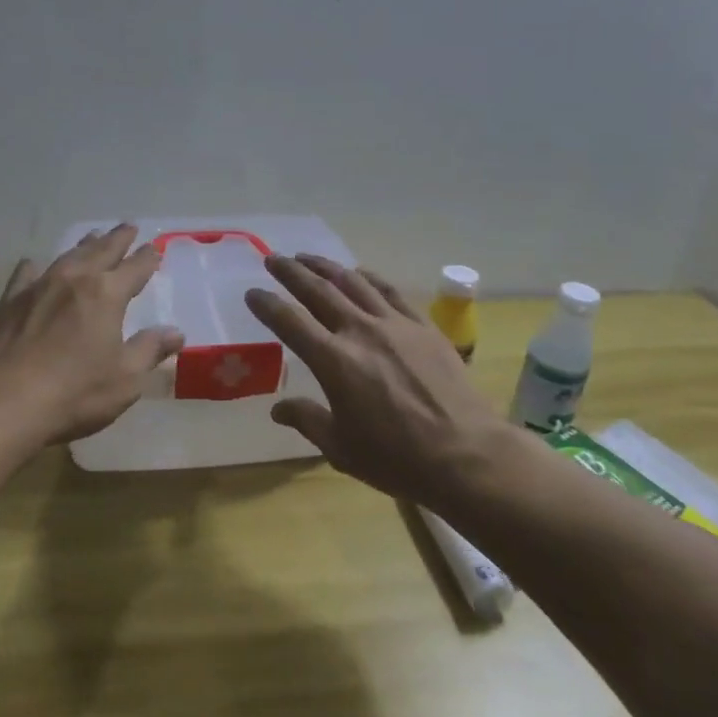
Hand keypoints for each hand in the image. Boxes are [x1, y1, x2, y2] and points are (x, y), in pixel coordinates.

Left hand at [0, 224, 184, 443]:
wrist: (0, 402)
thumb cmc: (73, 393)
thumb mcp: (125, 379)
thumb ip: (149, 350)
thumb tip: (175, 332)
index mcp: (106, 295)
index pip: (134, 269)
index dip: (147, 258)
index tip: (155, 248)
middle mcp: (73, 280)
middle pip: (101, 251)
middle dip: (117, 239)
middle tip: (128, 226)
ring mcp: (38, 288)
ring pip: (67, 256)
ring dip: (83, 245)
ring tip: (93, 236)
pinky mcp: (9, 302)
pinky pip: (26, 274)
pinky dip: (35, 267)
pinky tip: (34, 264)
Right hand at [246, 255, 514, 508]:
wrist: (465, 453)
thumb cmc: (396, 458)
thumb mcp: (340, 448)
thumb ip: (307, 421)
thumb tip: (279, 409)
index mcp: (333, 361)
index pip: (290, 322)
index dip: (267, 304)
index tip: (252, 293)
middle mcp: (360, 331)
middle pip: (318, 291)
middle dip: (292, 272)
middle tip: (274, 258)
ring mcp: (395, 324)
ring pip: (354, 282)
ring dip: (327, 267)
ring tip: (309, 258)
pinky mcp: (423, 326)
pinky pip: (391, 291)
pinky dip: (370, 278)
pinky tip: (360, 273)